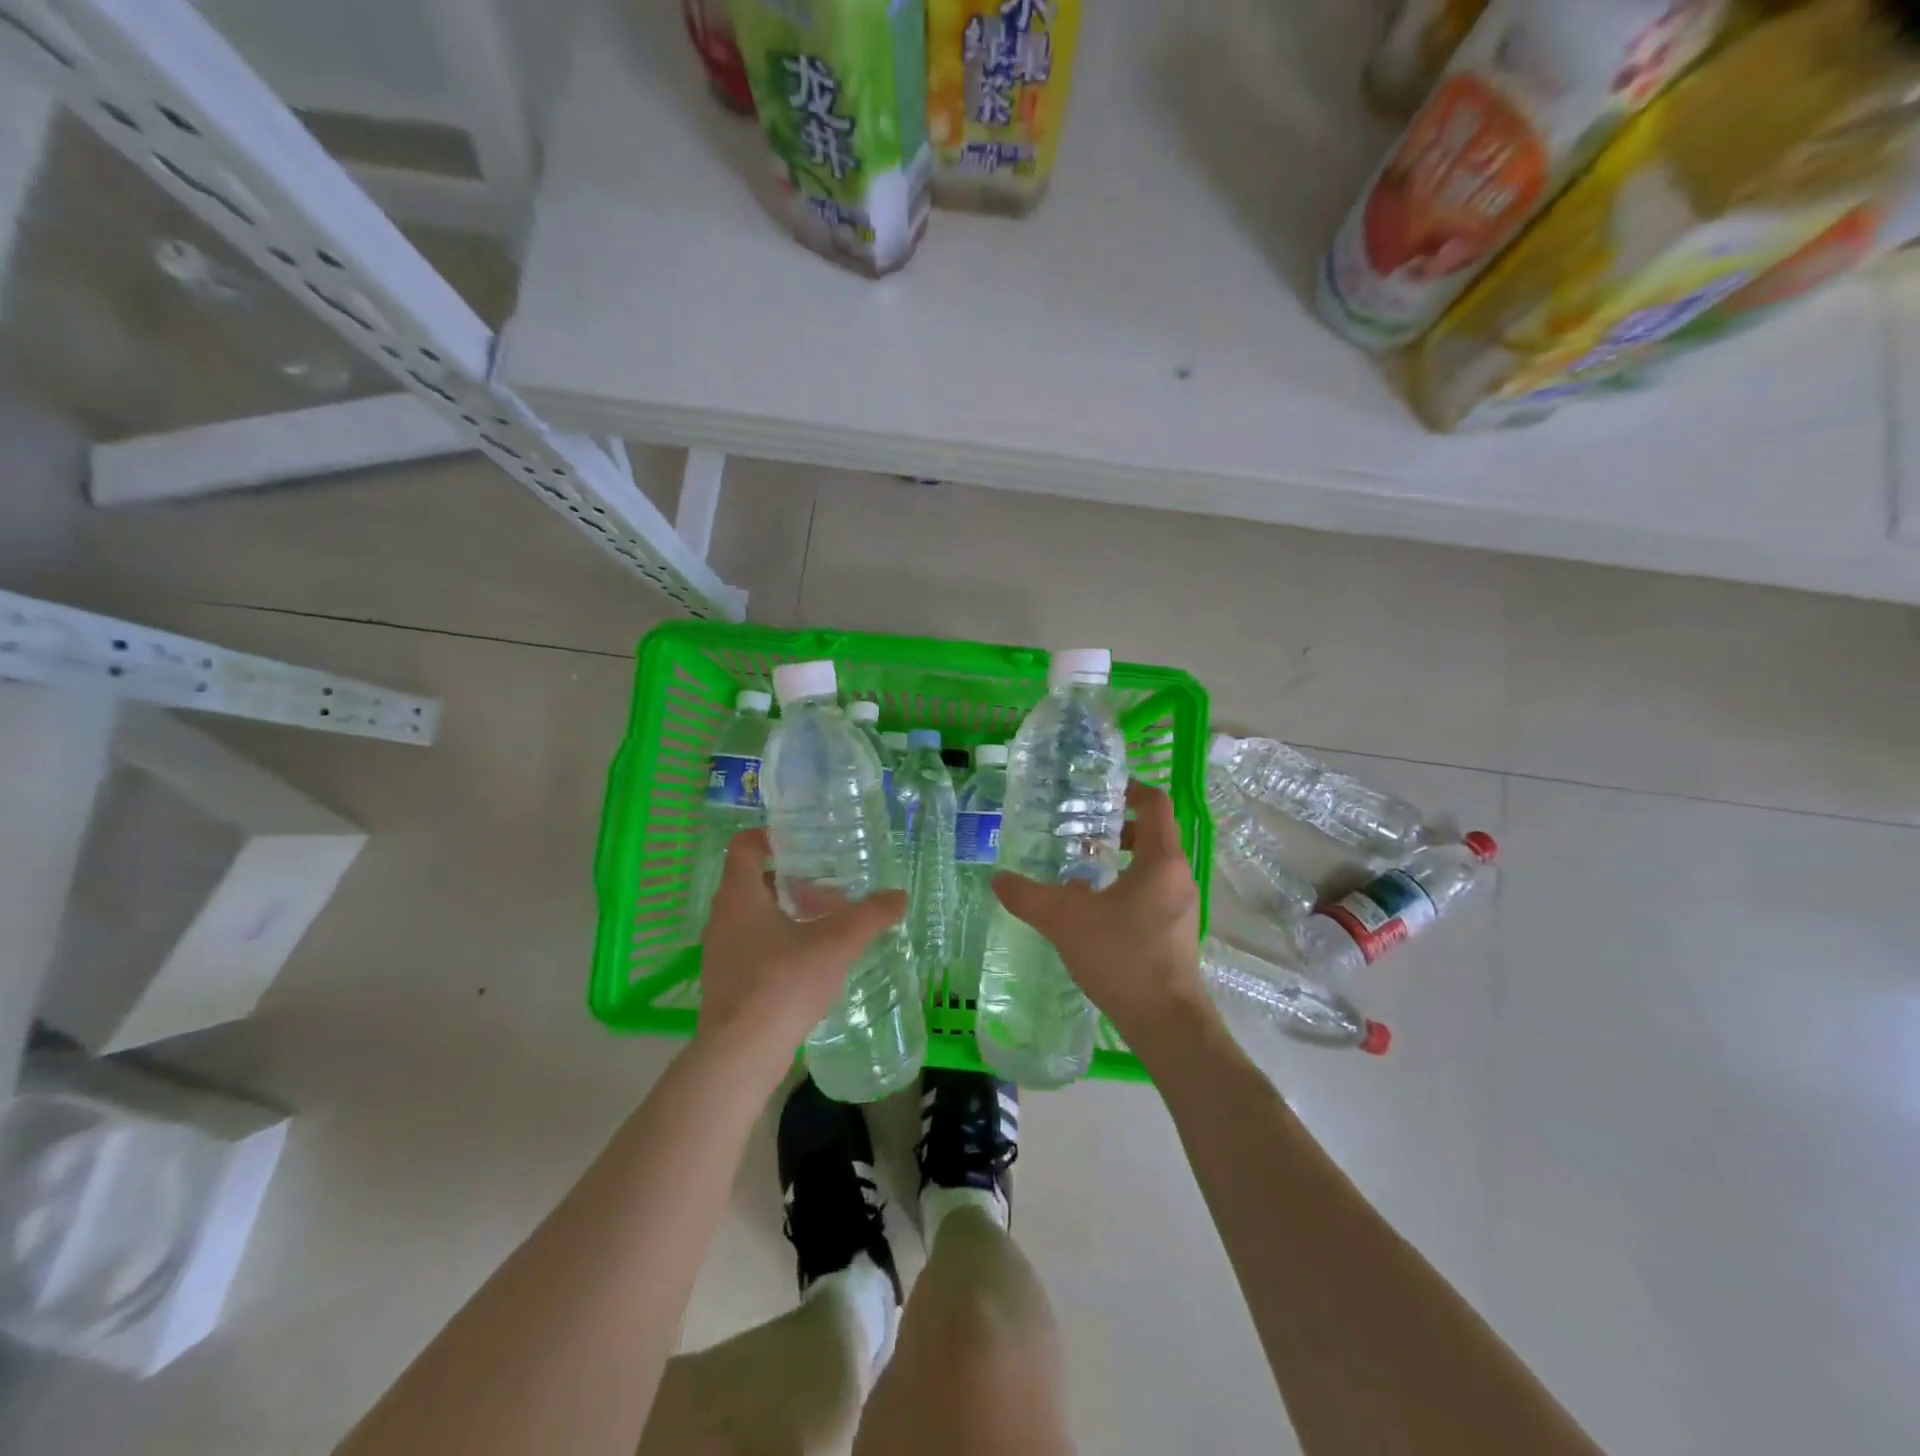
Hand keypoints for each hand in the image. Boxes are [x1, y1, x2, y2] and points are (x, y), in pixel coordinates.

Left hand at [694, 829, 906, 1080]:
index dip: (769, 836)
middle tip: (826, 887)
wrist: (740, 1055)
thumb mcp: (836, 943)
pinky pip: (751, 947)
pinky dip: (777, 943)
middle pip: (752, 882)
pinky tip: (809, 963)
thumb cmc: (783, 983)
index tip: (802, 843)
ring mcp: (719, 952)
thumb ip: (870, 916)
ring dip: (785, 914)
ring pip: (752, 917)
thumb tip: (899, 896)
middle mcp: (721, 917)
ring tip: (824, 926)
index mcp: (739, 895)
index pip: (743, 846)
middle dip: (789, 881)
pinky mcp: (724, 983)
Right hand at [991, 780, 1206, 1046]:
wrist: (1166, 1023)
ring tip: (1080, 870)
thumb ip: (1028, 896)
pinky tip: (1092, 911)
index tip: (1101, 790)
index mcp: (1161, 860)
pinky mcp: (1176, 933)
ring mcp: (1181, 907)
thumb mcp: (1065, 920)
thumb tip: (997, 879)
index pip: (1155, 804)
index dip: (1131, 788)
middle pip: (1154, 834)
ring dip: (1120, 860)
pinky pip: (1152, 893)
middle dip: (1118, 828)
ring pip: (1152, 866)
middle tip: (1080, 831)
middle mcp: (1178, 877)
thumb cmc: (1122, 957)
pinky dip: (1125, 887)